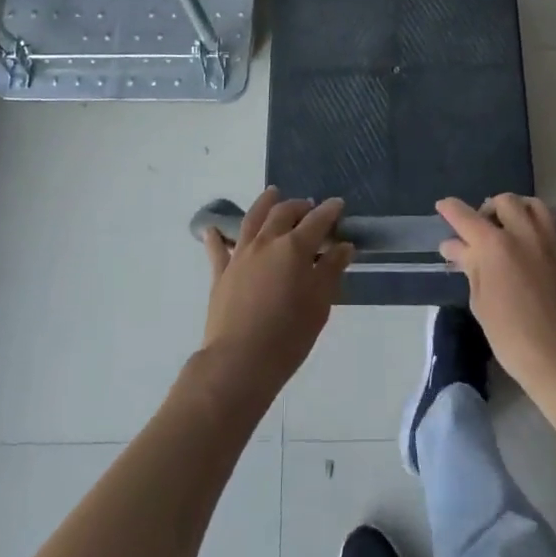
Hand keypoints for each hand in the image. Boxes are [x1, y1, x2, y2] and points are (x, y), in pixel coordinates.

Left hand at [200, 187, 352, 405]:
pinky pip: (218, 248)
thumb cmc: (288, 336)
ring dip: (264, 203)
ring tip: (272, 194)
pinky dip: (216, 236)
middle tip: (308, 207)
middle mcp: (266, 242)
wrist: (239, 362)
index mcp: (294, 248)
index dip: (329, 210)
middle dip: (299, 206)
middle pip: (283, 213)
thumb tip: (343, 246)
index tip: (338, 204)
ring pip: (252, 219)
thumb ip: (331, 270)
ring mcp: (240, 255)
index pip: (317, 220)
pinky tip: (212, 229)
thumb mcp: (319, 304)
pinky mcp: (221, 273)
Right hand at [437, 194, 555, 396]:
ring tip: (520, 222)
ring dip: (524, 208)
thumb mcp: (480, 302)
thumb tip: (455, 246)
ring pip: (537, 206)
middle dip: (491, 209)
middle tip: (486, 227)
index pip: (464, 216)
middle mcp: (521, 233)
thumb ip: (470, 267)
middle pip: (504, 202)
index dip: (450, 209)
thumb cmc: (511, 337)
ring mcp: (552, 242)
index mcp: (492, 245)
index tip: (443, 208)